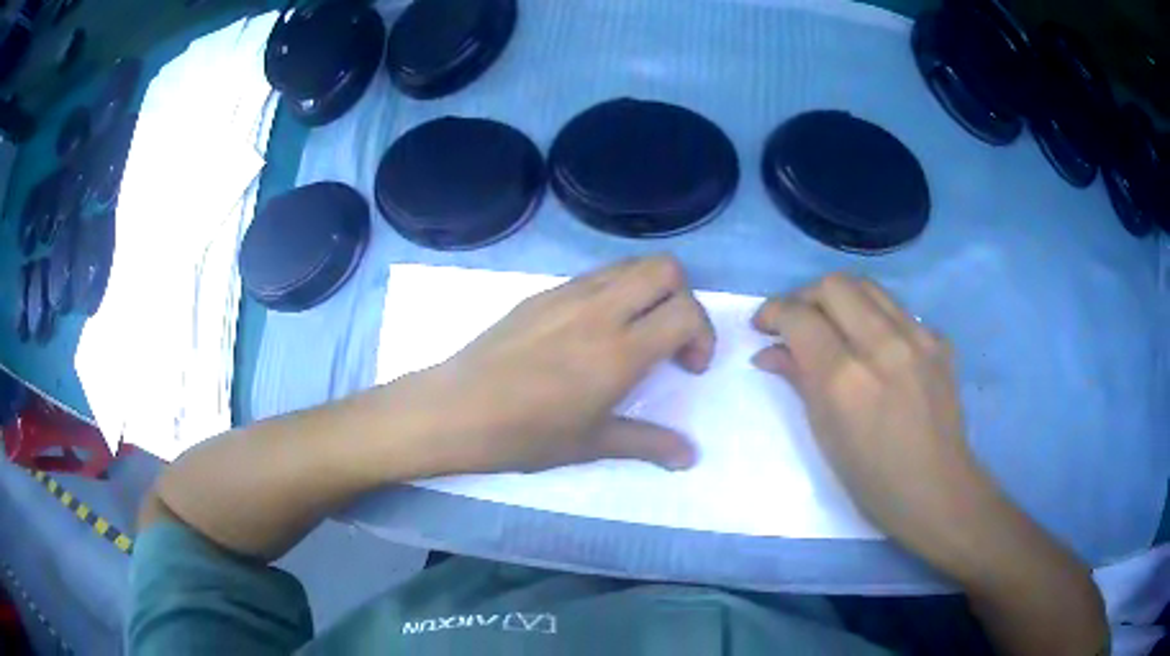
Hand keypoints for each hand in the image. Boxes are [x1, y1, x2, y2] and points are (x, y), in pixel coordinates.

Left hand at [415, 255, 714, 473]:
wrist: (456, 409)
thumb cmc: (525, 434)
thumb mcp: (592, 443)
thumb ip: (649, 444)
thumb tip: (691, 457)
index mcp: (619, 350)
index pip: (685, 312)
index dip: (702, 335)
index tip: (688, 367)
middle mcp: (599, 309)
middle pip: (665, 269)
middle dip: (683, 298)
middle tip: (669, 339)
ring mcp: (568, 294)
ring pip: (629, 265)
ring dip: (648, 291)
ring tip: (634, 333)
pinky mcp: (542, 293)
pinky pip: (595, 276)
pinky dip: (615, 291)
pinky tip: (592, 333)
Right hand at [750, 273, 988, 560]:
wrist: (936, 489)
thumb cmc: (871, 478)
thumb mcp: (824, 435)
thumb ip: (798, 381)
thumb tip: (768, 352)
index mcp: (845, 379)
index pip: (800, 317)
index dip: (773, 312)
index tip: (763, 325)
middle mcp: (883, 345)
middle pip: (833, 285)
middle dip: (804, 296)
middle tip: (795, 322)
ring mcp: (917, 337)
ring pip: (868, 287)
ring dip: (839, 298)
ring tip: (831, 324)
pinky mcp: (938, 340)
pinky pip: (897, 310)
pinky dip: (874, 317)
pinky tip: (874, 346)